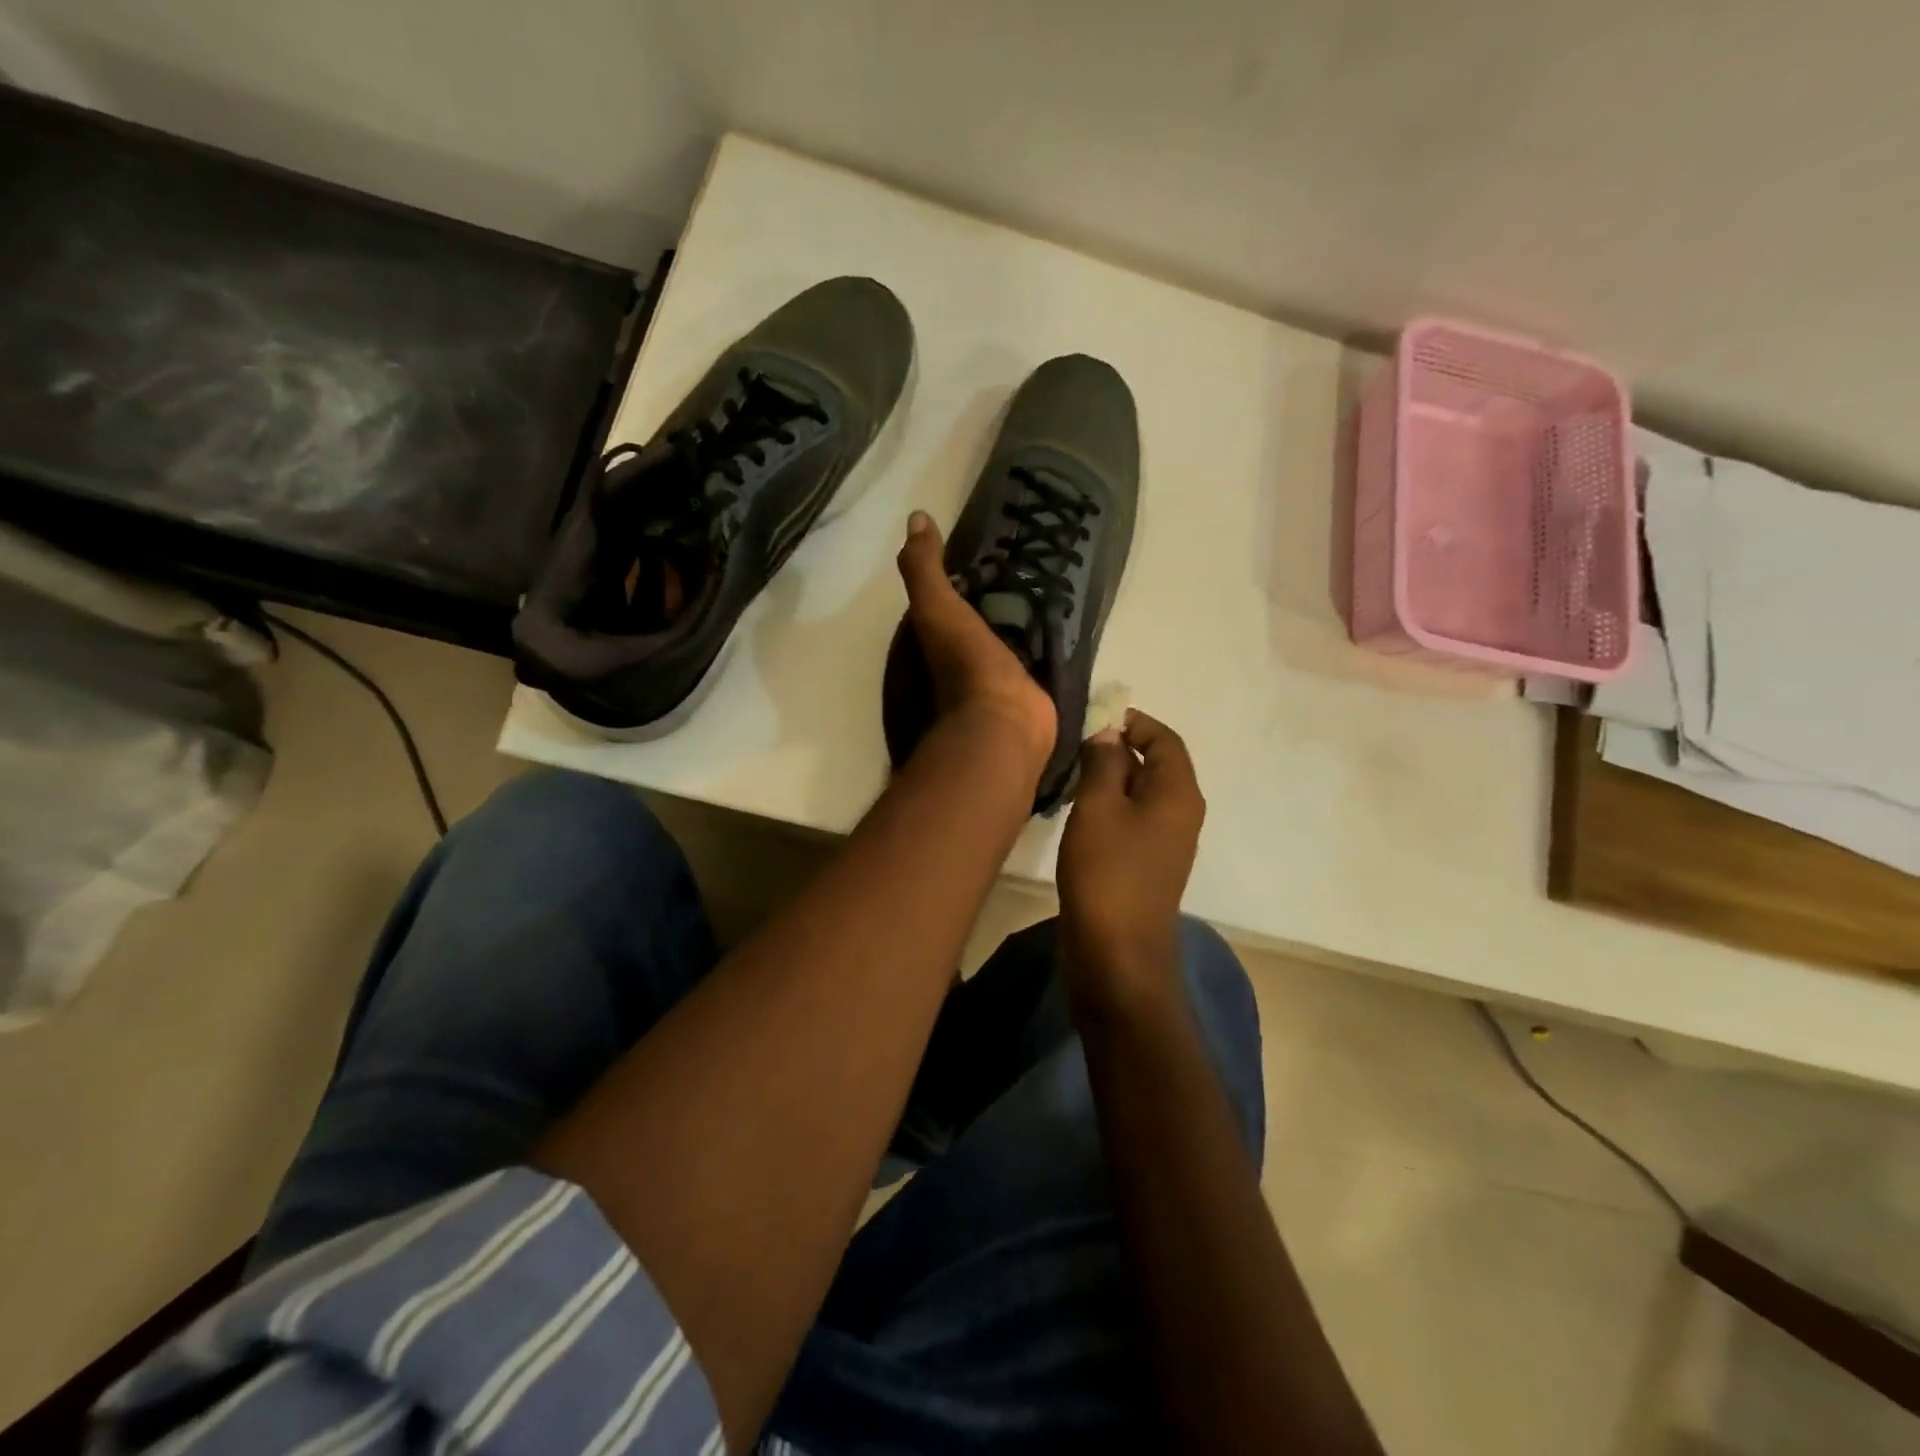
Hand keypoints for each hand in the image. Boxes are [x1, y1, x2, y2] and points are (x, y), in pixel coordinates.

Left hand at [897, 511, 1055, 776]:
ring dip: (1027, 617)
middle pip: (984, 616)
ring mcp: (1002, 674)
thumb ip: (924, 568)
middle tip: (1032, 560)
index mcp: (942, 638)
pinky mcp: (1033, 687)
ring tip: (1056, 582)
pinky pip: (1041, 655)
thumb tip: (917, 518)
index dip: (964, 575)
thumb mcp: (936, 609)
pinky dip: (1050, 640)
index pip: (949, 598)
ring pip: (1014, 635)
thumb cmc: (965, 664)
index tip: (991, 547)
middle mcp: (967, 655)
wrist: (1003, 723)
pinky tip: (1069, 619)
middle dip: (1002, 594)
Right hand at [1057, 710, 1205, 1019]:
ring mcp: (1166, 841)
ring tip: (1071, 773)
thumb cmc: (1107, 873)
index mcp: (1178, 793)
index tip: (1095, 716)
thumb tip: (1109, 733)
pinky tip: (1078, 810)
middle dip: (1119, 748)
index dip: (1134, 722)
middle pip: (1156, 764)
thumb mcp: (1098, 807)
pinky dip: (1110, 804)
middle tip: (1075, 744)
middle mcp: (1181, 812)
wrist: (1117, 953)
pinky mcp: (1148, 863)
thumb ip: (1104, 762)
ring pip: (1142, 792)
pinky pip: (1134, 818)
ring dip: (1111, 777)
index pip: (1165, 739)